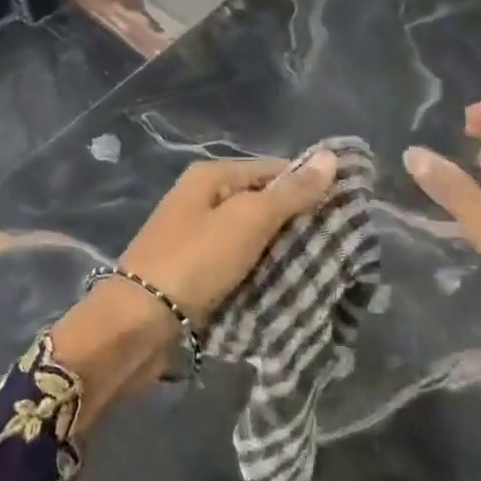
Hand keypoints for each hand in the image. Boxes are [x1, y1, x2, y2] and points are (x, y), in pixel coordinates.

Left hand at [50, 154, 338, 429]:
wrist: (135, 325)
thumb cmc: (194, 261)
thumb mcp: (247, 221)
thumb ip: (290, 192)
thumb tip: (329, 156)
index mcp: (210, 176)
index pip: (274, 169)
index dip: (309, 185)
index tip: (345, 209)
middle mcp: (202, 199)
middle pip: (262, 202)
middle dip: (297, 221)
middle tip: (337, 243)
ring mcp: (196, 236)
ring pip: (252, 236)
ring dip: (281, 250)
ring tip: (321, 266)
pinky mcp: (195, 271)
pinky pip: (239, 263)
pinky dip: (260, 271)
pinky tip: (286, 285)